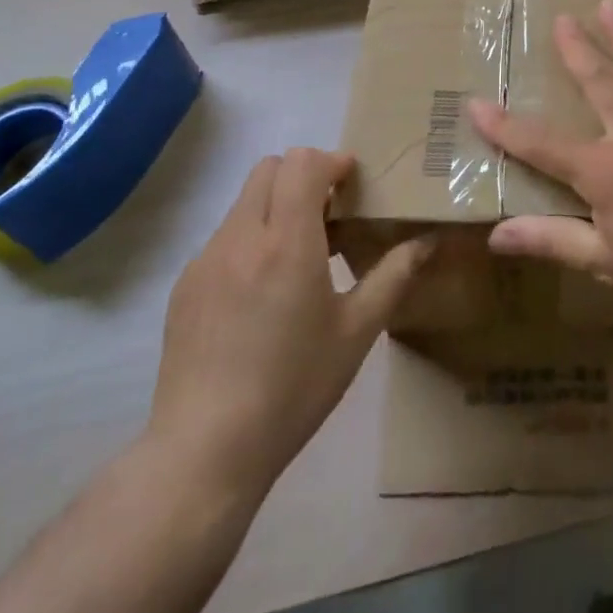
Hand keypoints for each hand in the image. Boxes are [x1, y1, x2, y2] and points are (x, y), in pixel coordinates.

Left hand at [147, 147, 430, 497]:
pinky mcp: (185, 285)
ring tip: (298, 255)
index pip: (302, 163)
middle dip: (302, 175)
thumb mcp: (356, 332)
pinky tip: (261, 293)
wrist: (206, 450)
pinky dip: (250, 239)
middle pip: (269, 168)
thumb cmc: (293, 387)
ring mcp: (206, 259)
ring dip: (276, 206)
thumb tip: (427, 241)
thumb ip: (394, 276)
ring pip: (244, 201)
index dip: (331, 162)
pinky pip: (223, 237)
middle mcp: (242, 236)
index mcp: (287, 241)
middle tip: (330, 213)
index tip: (351, 183)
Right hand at [469, 0, 612, 344]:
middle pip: (600, 82)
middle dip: (578, 48)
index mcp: (606, 171)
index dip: (505, 126)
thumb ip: (553, 240)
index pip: (542, 143)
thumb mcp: (608, 265)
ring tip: (612, 4)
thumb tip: (497, 235)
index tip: (476, 102)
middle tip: (562, 17)